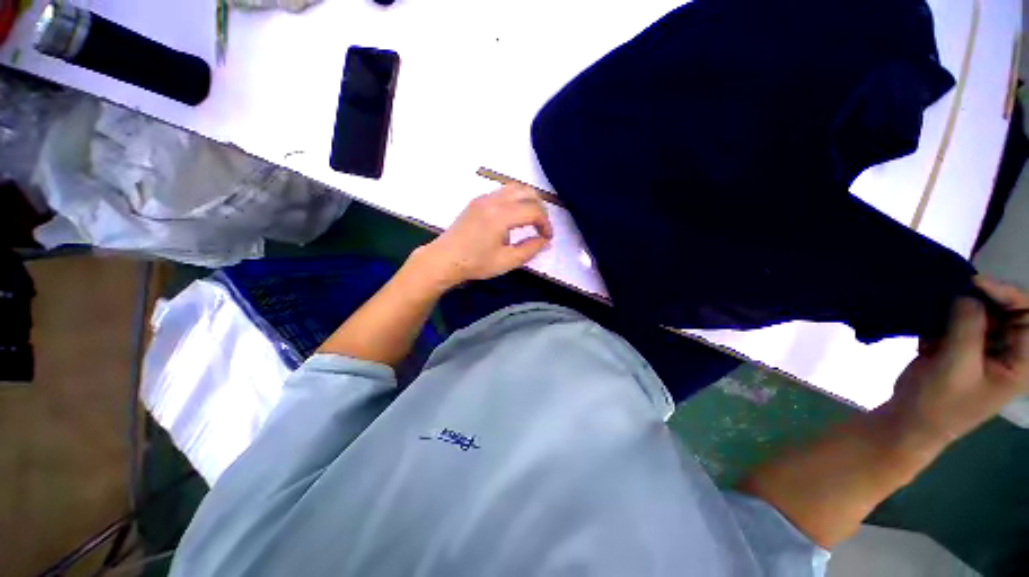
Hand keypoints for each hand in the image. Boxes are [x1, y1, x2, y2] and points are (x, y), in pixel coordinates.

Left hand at [413, 184, 552, 289]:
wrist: (444, 259)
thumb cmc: (475, 263)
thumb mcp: (506, 261)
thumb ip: (529, 250)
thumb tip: (545, 241)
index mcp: (500, 216)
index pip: (533, 210)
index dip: (545, 224)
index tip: (547, 238)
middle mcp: (493, 200)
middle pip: (527, 192)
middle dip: (540, 208)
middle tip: (541, 227)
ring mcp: (483, 198)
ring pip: (514, 188)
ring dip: (528, 201)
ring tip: (530, 220)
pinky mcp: (477, 201)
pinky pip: (502, 192)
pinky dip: (515, 199)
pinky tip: (513, 217)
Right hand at [887, 276, 1028, 445]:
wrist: (909, 420)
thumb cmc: (940, 402)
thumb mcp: (956, 367)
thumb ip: (967, 328)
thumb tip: (966, 292)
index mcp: (1021, 361)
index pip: (1028, 314)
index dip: (1007, 293)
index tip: (974, 282)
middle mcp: (1008, 349)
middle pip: (1005, 308)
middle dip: (980, 297)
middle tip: (952, 288)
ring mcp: (983, 347)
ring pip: (979, 310)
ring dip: (958, 305)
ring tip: (936, 304)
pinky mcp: (960, 345)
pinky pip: (958, 319)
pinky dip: (942, 315)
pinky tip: (928, 324)